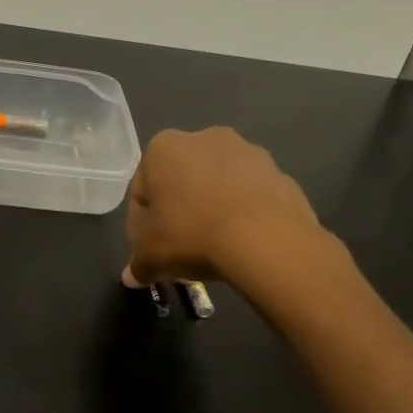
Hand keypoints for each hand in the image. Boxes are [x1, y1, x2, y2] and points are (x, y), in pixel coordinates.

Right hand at [123, 126, 324, 287]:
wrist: (266, 240)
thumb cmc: (192, 235)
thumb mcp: (149, 255)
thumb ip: (137, 263)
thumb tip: (134, 276)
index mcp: (164, 147)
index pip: (143, 188)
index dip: (144, 222)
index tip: (154, 247)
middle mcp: (205, 137)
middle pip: (182, 181)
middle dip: (181, 209)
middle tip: (183, 247)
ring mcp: (248, 152)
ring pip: (219, 185)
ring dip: (214, 208)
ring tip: (217, 247)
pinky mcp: (279, 172)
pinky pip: (251, 195)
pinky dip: (245, 213)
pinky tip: (245, 242)